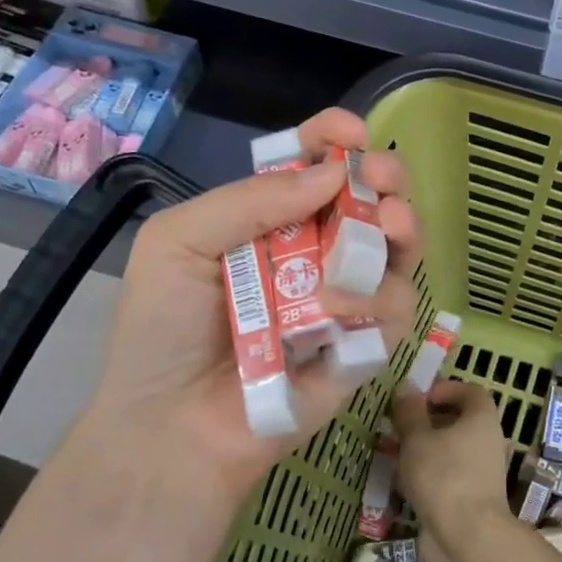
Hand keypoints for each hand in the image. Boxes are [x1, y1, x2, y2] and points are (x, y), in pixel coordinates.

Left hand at [73, 108, 418, 502]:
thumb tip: (331, 174)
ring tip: (388, 225)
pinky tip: (339, 305)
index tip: (351, 135)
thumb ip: (250, 200)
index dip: (333, 141)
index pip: (311, 167)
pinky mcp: (363, 346)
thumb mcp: (179, 243)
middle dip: (386, 180)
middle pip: (368, 202)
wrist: (170, 426)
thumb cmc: (161, 330)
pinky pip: (397, 310)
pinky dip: (381, 298)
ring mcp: (342, 299)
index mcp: (268, 221)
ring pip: (397, 252)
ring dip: (400, 231)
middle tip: (385, 180)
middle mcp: (313, 253)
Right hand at [390, 380, 518, 561]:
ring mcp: (479, 474)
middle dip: (425, 421)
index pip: (470, 392)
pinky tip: (399, 483)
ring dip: (421, 450)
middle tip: (396, 426)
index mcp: (482, 419)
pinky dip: (425, 475)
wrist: (467, 540)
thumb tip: (406, 386)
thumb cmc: (444, 476)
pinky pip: (445, 477)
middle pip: (457, 422)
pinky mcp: (468, 500)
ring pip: (448, 451)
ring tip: (390, 453)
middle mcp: (486, 442)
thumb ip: (410, 411)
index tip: (417, 398)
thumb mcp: (418, 438)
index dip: (444, 389)